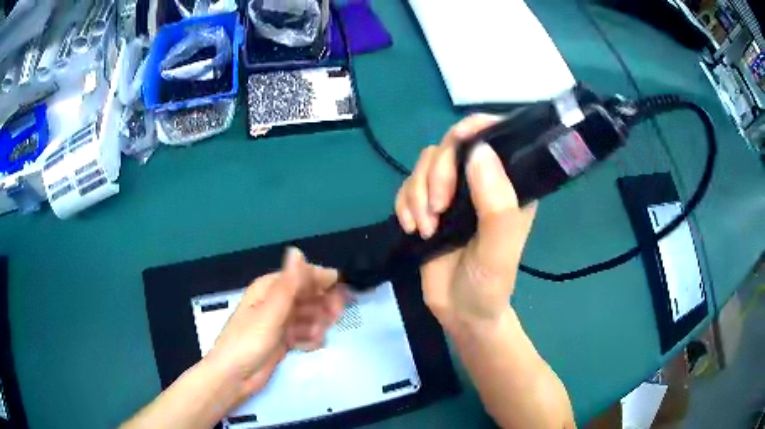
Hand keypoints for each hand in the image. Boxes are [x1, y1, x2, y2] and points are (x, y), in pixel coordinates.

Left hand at [204, 247, 345, 404]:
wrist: (235, 377)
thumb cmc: (248, 341)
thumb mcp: (270, 312)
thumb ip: (288, 284)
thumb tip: (297, 251)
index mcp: (269, 288)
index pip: (301, 275)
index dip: (321, 279)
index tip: (342, 290)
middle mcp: (276, 302)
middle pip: (308, 296)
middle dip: (323, 305)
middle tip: (333, 317)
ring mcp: (281, 322)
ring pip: (309, 316)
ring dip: (317, 324)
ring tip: (315, 336)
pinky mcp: (284, 340)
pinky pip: (305, 334)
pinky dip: (309, 339)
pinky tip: (307, 347)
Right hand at [395, 115, 536, 330]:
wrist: (461, 313)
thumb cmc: (489, 284)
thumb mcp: (499, 249)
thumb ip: (496, 202)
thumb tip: (478, 150)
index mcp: (509, 185)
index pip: (494, 135)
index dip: (472, 131)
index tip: (455, 149)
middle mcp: (482, 181)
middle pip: (451, 145)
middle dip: (437, 175)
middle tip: (437, 211)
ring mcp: (455, 193)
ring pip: (426, 164)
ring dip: (418, 194)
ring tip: (425, 228)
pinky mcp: (430, 206)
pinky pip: (408, 186)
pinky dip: (404, 204)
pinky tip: (412, 228)